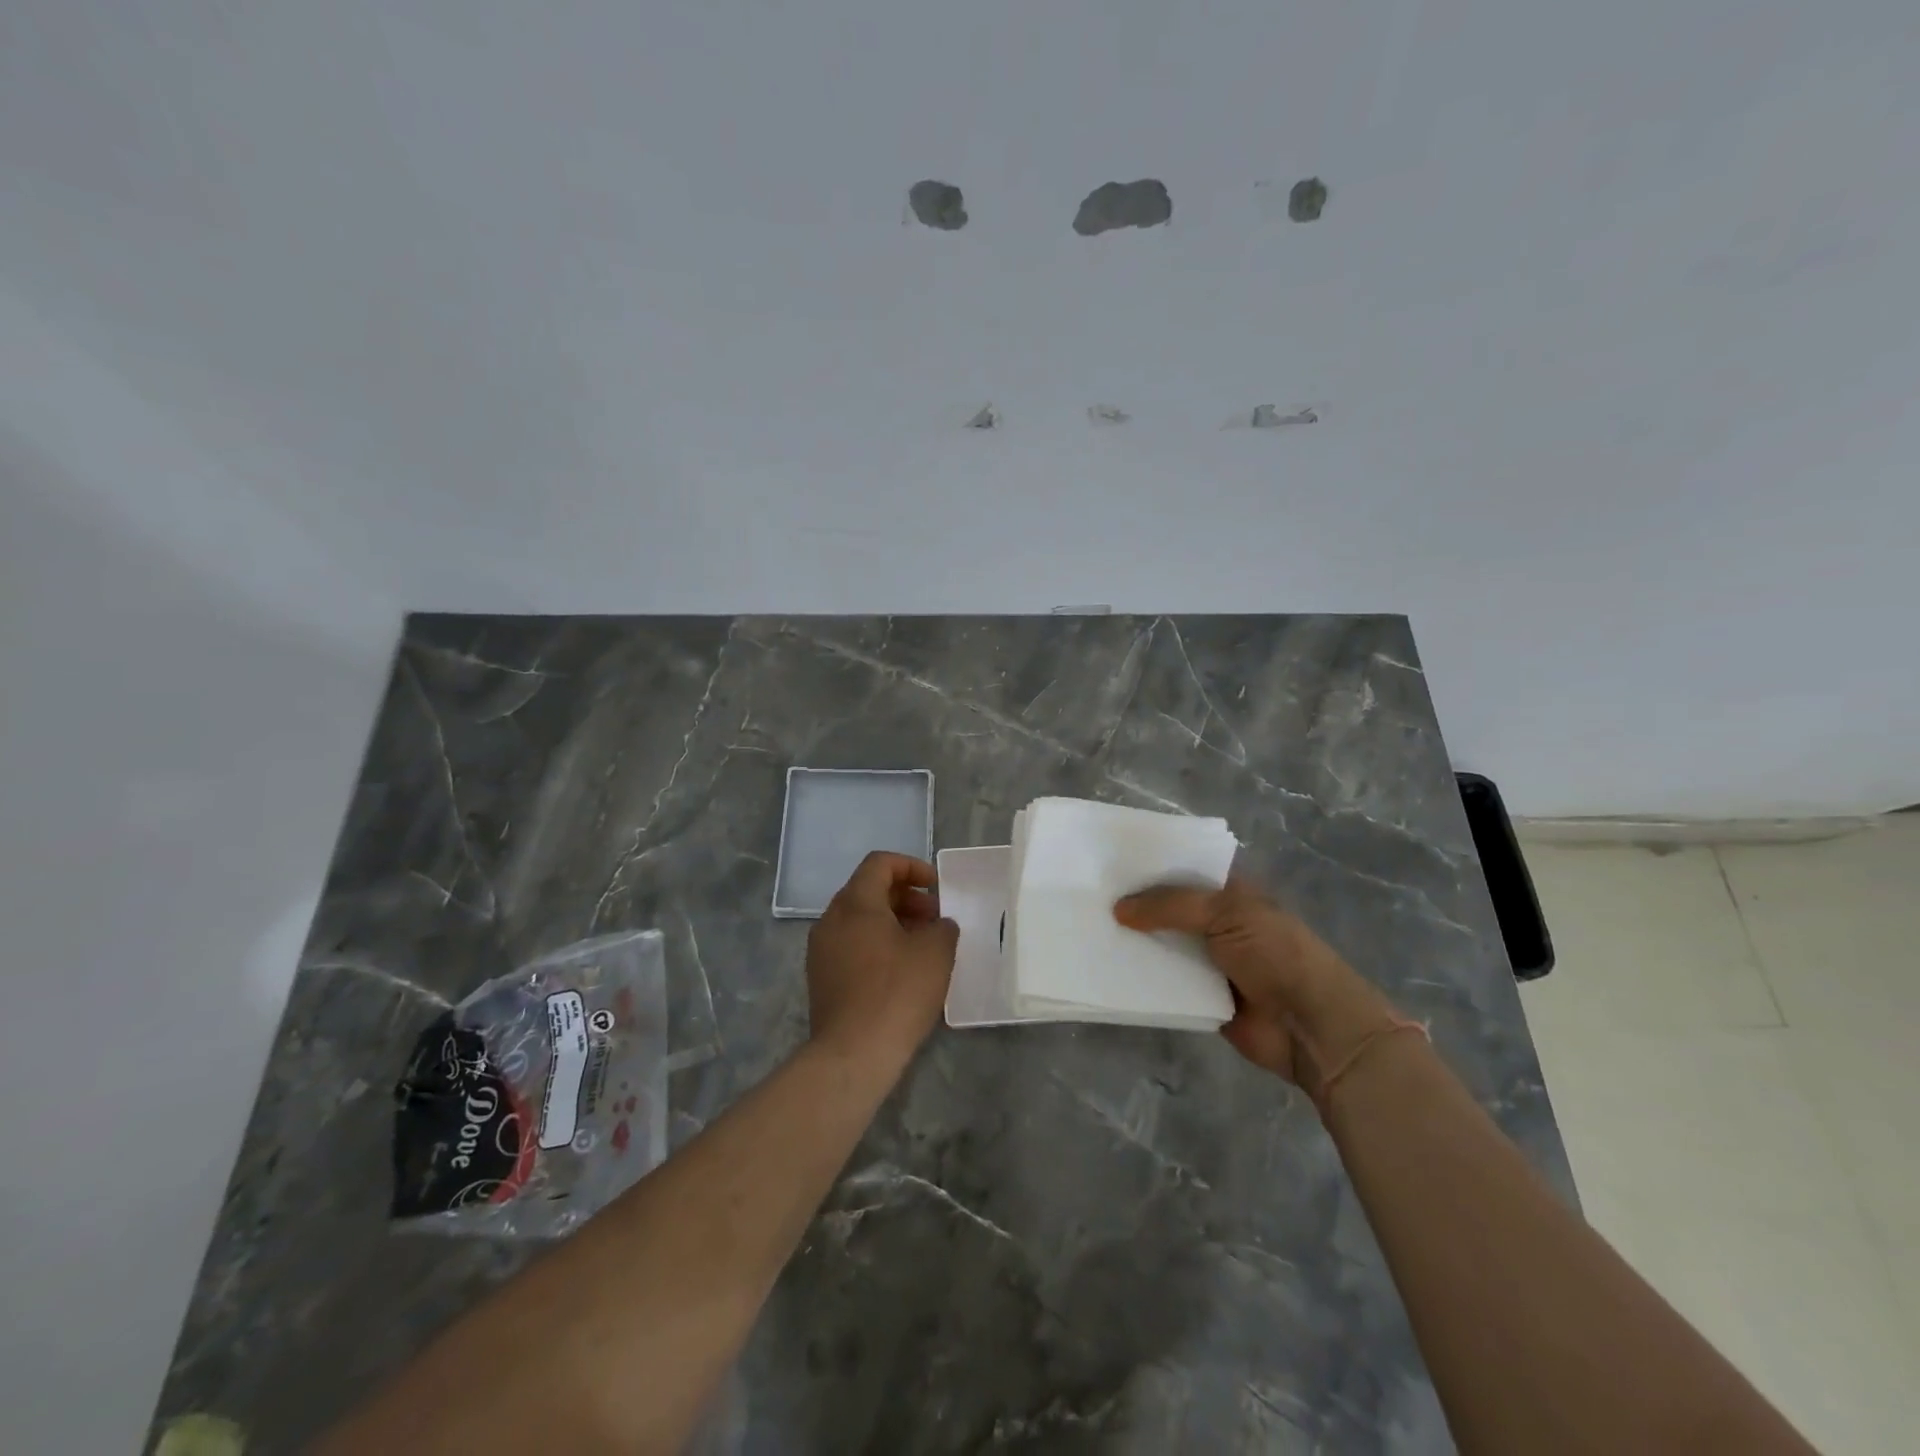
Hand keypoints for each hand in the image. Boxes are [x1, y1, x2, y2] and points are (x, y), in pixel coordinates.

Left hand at [806, 852, 958, 1068]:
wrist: (853, 1054)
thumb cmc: (897, 992)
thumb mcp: (936, 952)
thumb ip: (942, 927)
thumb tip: (938, 926)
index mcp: (855, 903)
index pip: (880, 863)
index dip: (911, 867)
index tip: (936, 888)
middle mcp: (831, 919)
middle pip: (868, 890)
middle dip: (905, 897)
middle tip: (934, 918)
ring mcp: (821, 950)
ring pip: (859, 920)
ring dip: (892, 922)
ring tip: (922, 946)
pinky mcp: (821, 978)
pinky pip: (851, 945)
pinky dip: (877, 945)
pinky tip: (901, 971)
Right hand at [1114, 880, 1397, 1092]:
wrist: (1311, 1026)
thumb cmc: (1275, 954)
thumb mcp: (1226, 913)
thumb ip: (1170, 905)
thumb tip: (1119, 908)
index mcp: (1231, 892)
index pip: (1185, 869)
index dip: (1151, 865)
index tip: (1108, 862)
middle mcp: (1218, 922)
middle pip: (1168, 908)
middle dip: (1135, 904)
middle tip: (1086, 896)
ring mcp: (1209, 960)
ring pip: (1163, 945)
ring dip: (1135, 942)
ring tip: (1085, 930)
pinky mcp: (1201, 996)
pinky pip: (1164, 983)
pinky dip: (1142, 978)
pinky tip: (1107, 969)